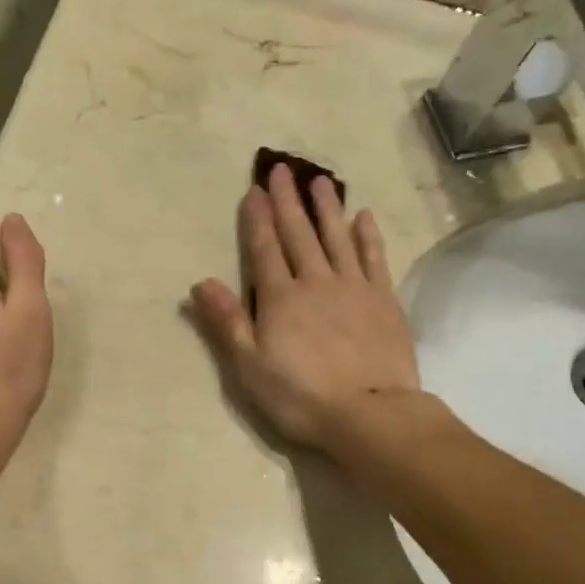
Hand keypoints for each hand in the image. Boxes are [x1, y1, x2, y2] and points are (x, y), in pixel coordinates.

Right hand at [190, 164, 419, 449]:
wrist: (369, 413)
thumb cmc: (300, 396)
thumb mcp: (250, 366)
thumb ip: (227, 321)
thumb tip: (200, 282)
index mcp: (280, 299)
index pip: (264, 249)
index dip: (257, 219)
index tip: (254, 190)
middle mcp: (316, 282)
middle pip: (299, 234)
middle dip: (288, 201)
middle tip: (283, 169)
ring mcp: (354, 288)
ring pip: (337, 238)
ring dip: (327, 208)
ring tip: (321, 181)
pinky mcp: (384, 300)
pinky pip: (374, 258)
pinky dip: (367, 235)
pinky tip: (363, 217)